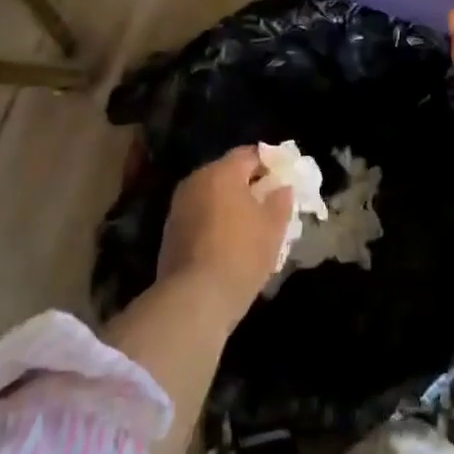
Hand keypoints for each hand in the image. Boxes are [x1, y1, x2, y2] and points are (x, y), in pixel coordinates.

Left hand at [158, 146, 295, 324]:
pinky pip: (200, 216)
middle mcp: (195, 181)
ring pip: (212, 196)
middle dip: (248, 185)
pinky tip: (229, 244)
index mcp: (221, 172)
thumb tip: (282, 188)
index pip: (250, 154)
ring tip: (250, 226)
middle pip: (227, 173)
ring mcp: (179, 207)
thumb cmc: (241, 254)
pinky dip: (215, 222)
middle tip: (269, 204)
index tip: (283, 181)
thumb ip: (281, 201)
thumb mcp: (273, 227)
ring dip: (230, 205)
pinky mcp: (170, 232)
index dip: (270, 164)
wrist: (194, 299)